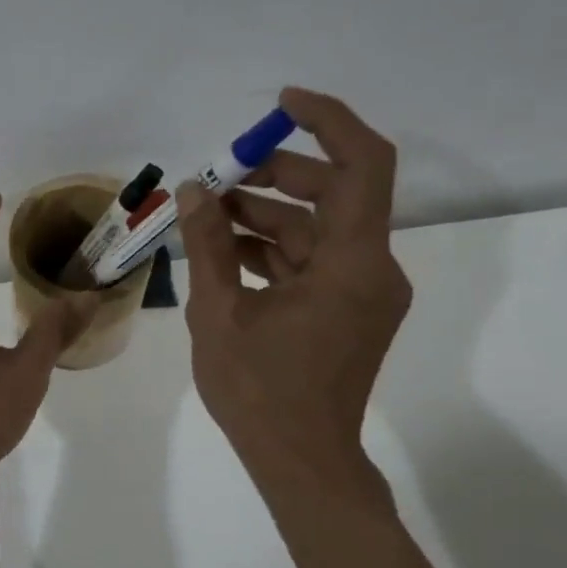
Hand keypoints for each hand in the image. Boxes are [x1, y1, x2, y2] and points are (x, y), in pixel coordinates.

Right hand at [177, 88, 411, 491]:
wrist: (301, 462)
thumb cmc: (259, 391)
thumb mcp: (219, 312)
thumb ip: (208, 243)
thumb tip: (195, 189)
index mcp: (353, 263)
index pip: (363, 164)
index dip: (327, 121)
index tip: (279, 105)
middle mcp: (372, 269)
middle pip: (334, 193)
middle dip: (276, 174)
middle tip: (219, 173)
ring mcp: (362, 293)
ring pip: (318, 230)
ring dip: (266, 215)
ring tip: (207, 213)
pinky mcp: (348, 312)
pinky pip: (313, 263)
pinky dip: (273, 250)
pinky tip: (225, 250)